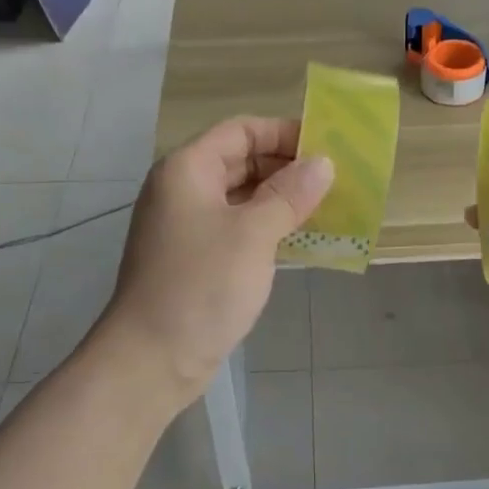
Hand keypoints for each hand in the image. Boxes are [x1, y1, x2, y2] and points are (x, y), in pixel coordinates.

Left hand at [97, 117, 332, 407]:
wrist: (153, 358)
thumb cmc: (201, 285)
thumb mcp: (253, 234)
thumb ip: (289, 194)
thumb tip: (323, 163)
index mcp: (188, 170)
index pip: (241, 130)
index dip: (284, 133)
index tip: (327, 147)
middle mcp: (184, 190)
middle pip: (241, 161)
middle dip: (287, 167)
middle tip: (335, 180)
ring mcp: (188, 227)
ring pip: (242, 198)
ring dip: (282, 200)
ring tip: (328, 207)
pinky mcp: (197, 259)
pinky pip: (238, 229)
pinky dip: (269, 228)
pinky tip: (303, 239)